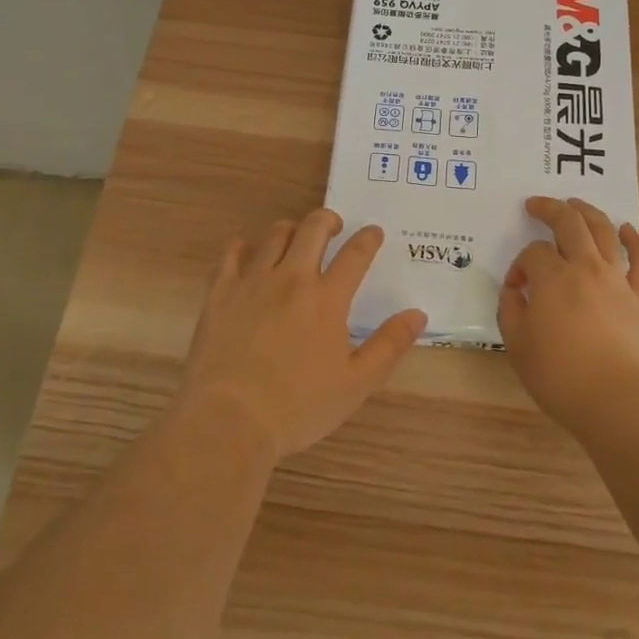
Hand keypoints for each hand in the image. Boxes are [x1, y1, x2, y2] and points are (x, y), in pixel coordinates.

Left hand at [178, 209, 426, 460]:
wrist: (230, 418)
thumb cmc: (299, 406)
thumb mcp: (356, 384)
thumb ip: (389, 345)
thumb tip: (417, 314)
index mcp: (327, 299)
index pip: (355, 255)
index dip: (368, 239)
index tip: (374, 232)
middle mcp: (292, 279)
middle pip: (313, 229)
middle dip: (328, 220)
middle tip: (334, 226)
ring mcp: (253, 281)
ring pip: (275, 235)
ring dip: (291, 229)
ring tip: (295, 238)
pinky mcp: (220, 292)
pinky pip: (231, 253)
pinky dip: (242, 246)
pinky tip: (246, 251)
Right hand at [498, 197, 638, 434]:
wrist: (620, 401)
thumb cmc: (561, 376)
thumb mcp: (517, 346)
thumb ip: (511, 311)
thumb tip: (516, 291)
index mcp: (552, 278)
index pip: (533, 254)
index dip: (520, 265)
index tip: (516, 290)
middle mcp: (586, 268)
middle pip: (569, 224)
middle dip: (550, 209)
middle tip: (536, 204)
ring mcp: (617, 281)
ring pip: (604, 232)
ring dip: (588, 212)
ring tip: (576, 203)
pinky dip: (637, 241)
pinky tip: (628, 230)